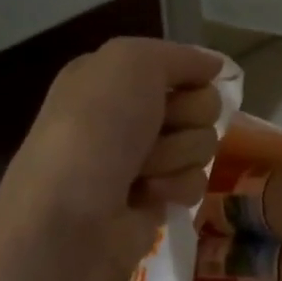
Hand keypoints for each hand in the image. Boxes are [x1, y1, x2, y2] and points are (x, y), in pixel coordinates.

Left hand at [0, 39, 223, 280]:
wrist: (66, 225)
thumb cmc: (94, 132)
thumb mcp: (130, 63)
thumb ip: (179, 56)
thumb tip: (214, 66)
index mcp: (109, 77)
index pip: (179, 66)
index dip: (185, 79)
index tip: (172, 93)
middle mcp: (124, 115)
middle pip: (199, 104)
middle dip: (184, 119)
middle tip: (151, 135)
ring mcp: (138, 160)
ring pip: (201, 143)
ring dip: (177, 156)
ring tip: (141, 175)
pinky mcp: (151, 201)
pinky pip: (193, 182)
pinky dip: (176, 188)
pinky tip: (147, 198)